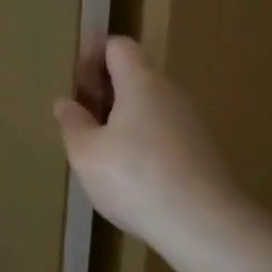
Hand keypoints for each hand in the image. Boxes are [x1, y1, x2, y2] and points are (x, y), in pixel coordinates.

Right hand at [54, 36, 238, 249]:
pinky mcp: (200, 152)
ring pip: (148, 107)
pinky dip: (142, 143)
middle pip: (133, 76)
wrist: (204, 225)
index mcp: (140, 83)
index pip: (118, 46)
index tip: (77, 88)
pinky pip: (163, 133)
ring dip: (121, 120)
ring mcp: (189, 123)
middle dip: (104, 93)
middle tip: (81, 123)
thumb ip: (73, 123)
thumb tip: (66, 103)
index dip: (93, 57)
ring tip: (101, 154)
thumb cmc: (135, 178)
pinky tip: (130, 176)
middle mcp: (169, 94)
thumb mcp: (86, 152)